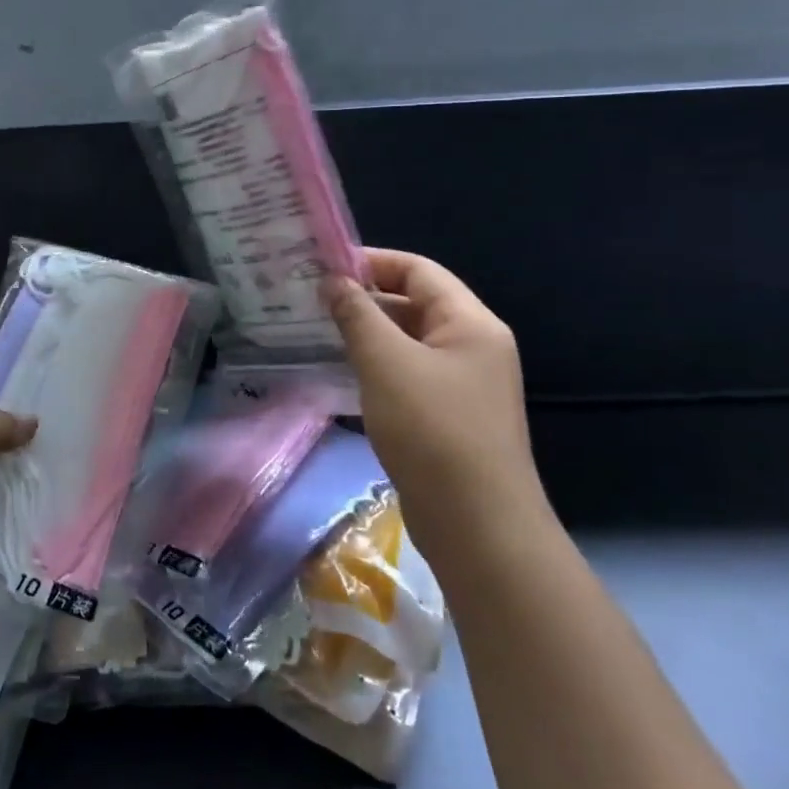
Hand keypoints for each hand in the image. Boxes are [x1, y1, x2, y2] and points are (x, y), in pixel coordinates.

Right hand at [323, 248, 545, 558]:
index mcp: (471, 324)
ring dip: (366, 331)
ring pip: (408, 340)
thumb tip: (333, 281)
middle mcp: (473, 346)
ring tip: (316, 329)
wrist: (477, 526)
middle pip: (415, 302)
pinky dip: (375, 363)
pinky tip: (341, 370)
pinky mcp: (448, 414)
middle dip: (364, 297)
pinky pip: (407, 372)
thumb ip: (357, 314)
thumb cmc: (433, 430)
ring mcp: (462, 383)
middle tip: (310, 298)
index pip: (419, 270)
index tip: (322, 266)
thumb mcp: (386, 363)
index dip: (371, 261)